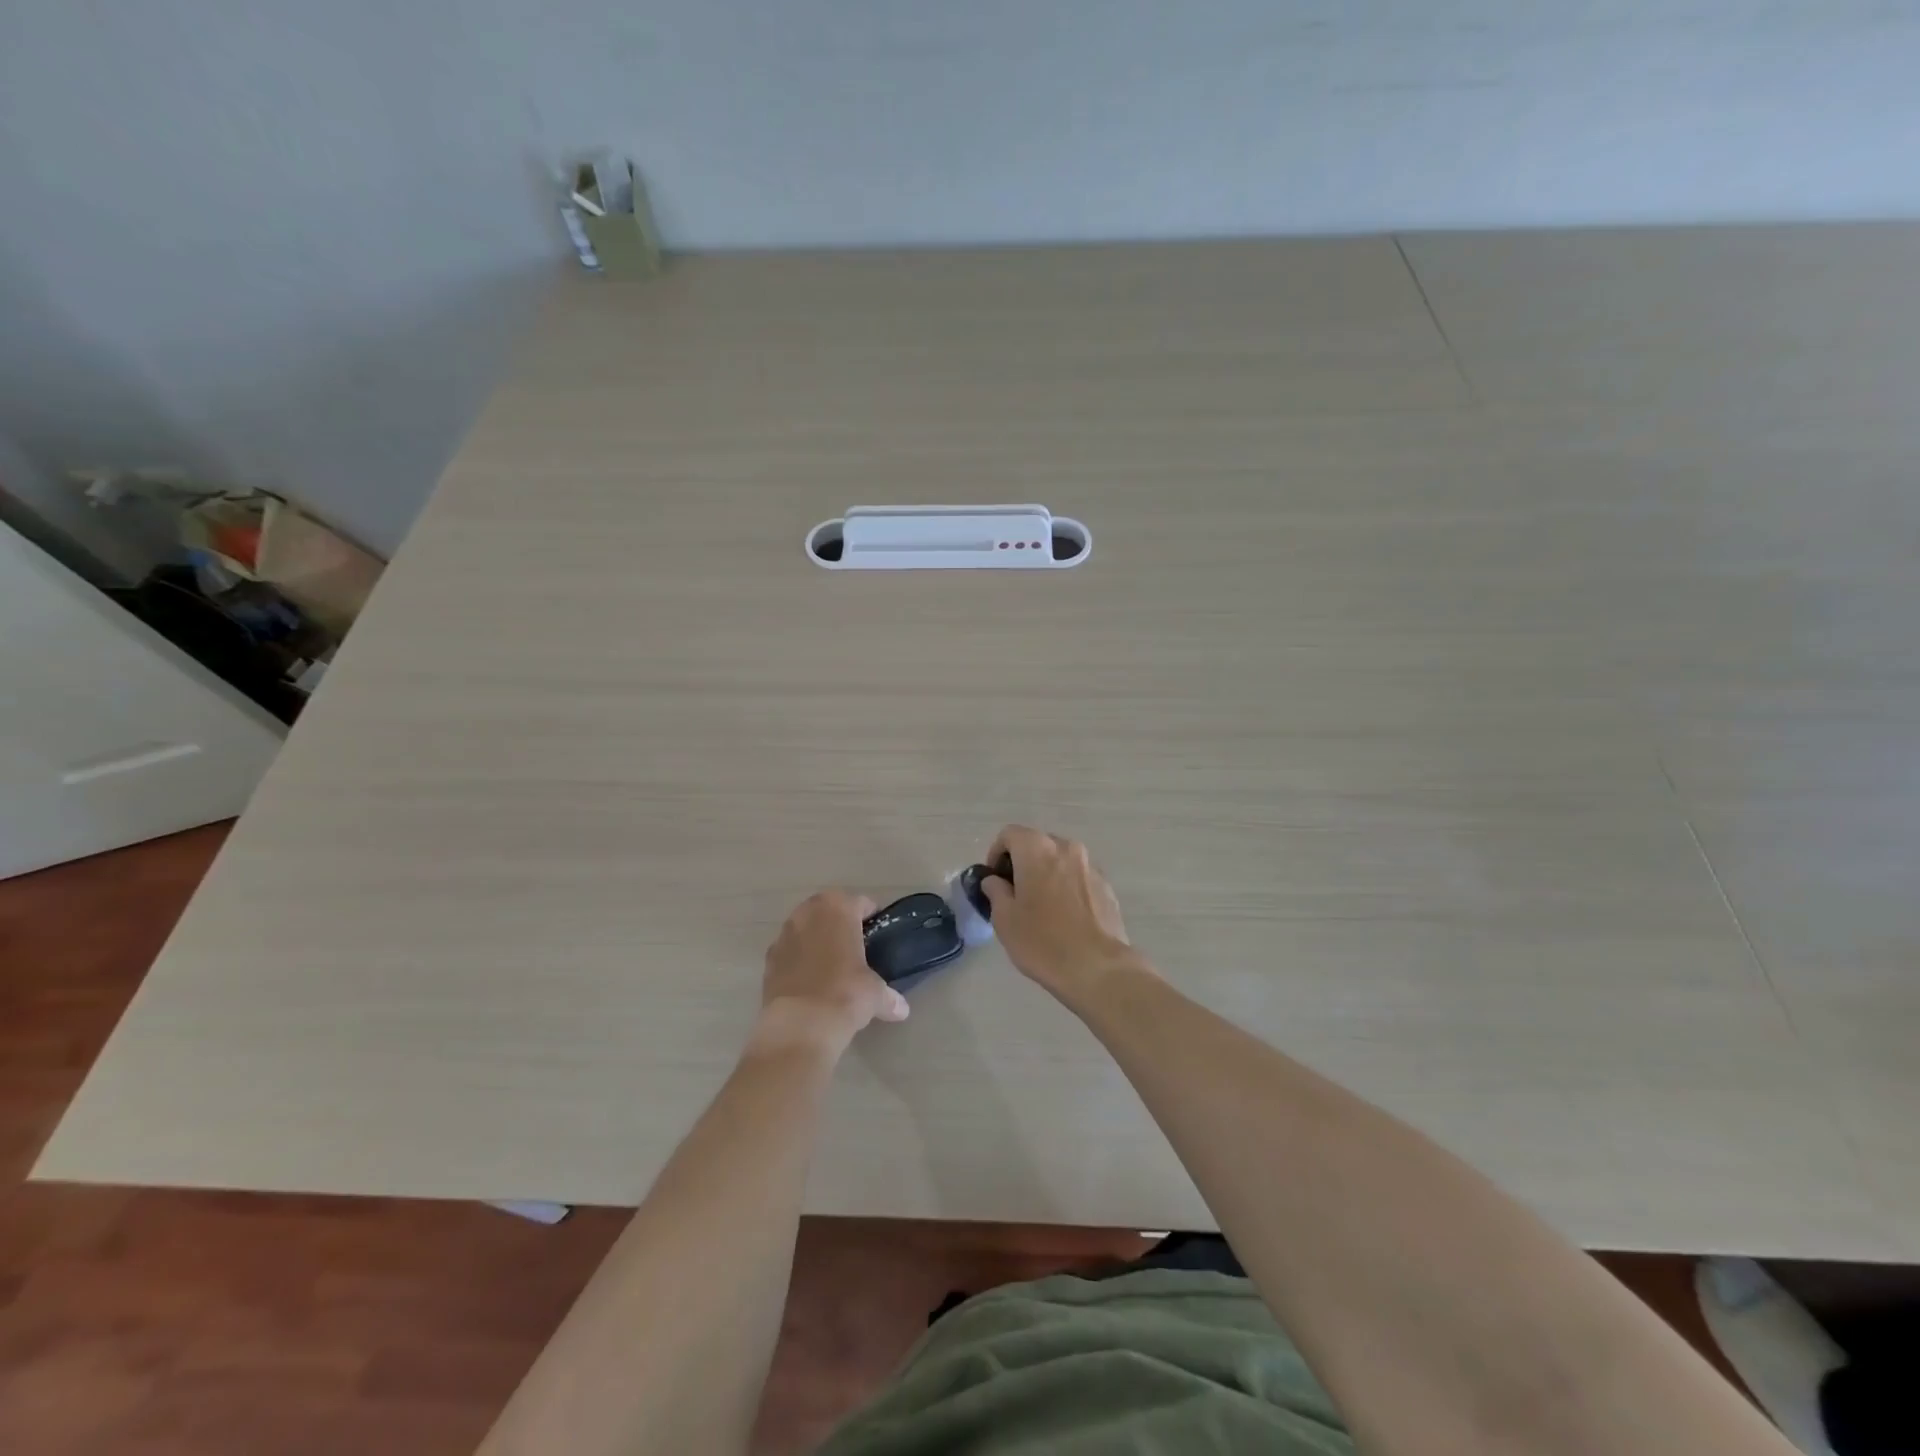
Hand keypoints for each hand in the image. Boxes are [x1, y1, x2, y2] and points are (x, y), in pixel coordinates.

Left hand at [755, 891, 909, 1055]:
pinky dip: (798, 959)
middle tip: (854, 945)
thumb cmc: (846, 994)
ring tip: (831, 963)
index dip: (871, 916)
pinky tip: (809, 980)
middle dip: (840, 923)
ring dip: (816, 938)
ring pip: (805, 927)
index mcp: (838, 909)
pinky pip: (789, 950)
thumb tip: (901, 1009)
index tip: (877, 932)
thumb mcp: (875, 994)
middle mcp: (808, 913)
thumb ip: (888, 996)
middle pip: (828, 909)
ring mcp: (784, 935)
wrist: (800, 1024)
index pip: (860, 903)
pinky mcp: (768, 959)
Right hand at [978, 826, 1139, 1004]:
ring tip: (1041, 908)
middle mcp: (1066, 848)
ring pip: (1060, 861)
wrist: (1098, 968)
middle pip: (1037, 844)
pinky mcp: (1107, 887)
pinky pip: (1078, 878)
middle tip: (1014, 894)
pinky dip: (1066, 888)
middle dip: (1022, 863)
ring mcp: (1090, 866)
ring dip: (1046, 875)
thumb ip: (995, 891)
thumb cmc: (1042, 941)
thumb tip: (995, 881)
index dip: (996, 854)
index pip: (1010, 834)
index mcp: (1037, 849)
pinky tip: (1065, 918)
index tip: (994, 881)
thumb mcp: (1004, 918)